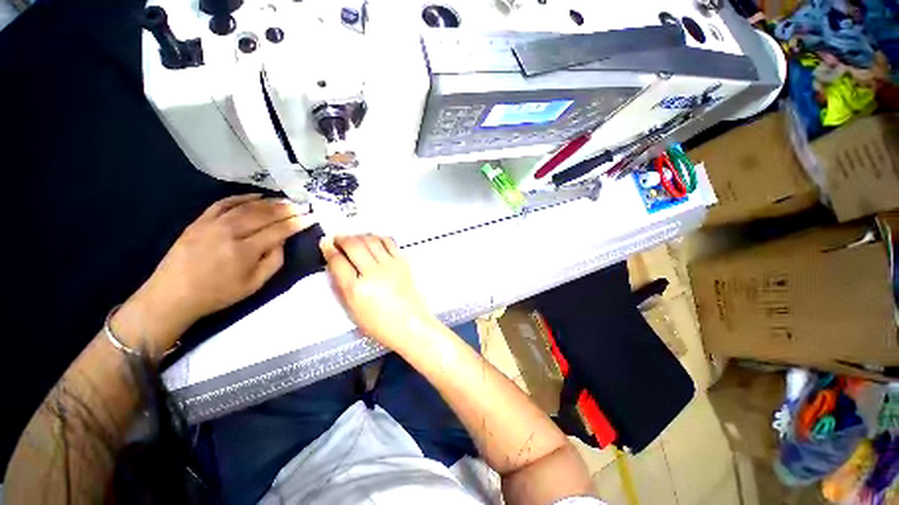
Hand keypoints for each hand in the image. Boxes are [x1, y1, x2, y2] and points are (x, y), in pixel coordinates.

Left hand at [115, 194, 314, 351]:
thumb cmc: (218, 294)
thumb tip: (282, 241)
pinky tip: (256, 195)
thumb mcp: (254, 285)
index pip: (279, 230)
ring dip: (269, 202)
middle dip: (287, 209)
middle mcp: (229, 232)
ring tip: (285, 200)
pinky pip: (223, 203)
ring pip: (247, 207)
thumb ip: (273, 262)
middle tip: (302, 205)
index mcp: (245, 251)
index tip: (312, 216)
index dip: (297, 222)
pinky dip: (241, 197)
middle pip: (264, 215)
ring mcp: (212, 224)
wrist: (171, 295)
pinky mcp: (199, 221)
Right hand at [321, 235, 435, 351]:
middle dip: (342, 238)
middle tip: (338, 239)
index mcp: (357, 290)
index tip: (326, 244)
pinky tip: (374, 241)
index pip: (338, 261)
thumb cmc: (381, 325)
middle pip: (354, 245)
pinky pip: (389, 242)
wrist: (411, 325)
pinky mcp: (403, 263)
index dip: (329, 250)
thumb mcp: (353, 312)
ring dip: (359, 236)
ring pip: (371, 240)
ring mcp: (391, 266)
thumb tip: (335, 265)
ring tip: (354, 239)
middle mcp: (373, 273)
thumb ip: (341, 287)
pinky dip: (378, 238)